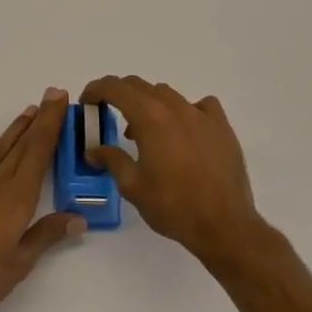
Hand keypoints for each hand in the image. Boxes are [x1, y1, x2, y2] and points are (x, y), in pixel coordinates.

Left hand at [0, 89, 85, 311]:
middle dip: (40, 119)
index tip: (61, 101)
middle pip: (23, 144)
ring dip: (16, 127)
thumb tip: (79, 218)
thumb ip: (47, 235)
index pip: (40, 153)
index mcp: (18, 198)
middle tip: (53, 95)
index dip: (52, 125)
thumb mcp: (20, 263)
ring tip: (30, 110)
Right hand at [79, 76, 268, 266]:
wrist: (224, 225)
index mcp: (149, 117)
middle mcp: (174, 107)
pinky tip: (185, 130)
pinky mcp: (222, 127)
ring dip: (149, 104)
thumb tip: (93, 149)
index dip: (96, 89)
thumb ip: (111, 160)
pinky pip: (201, 105)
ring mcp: (201, 114)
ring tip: (145, 131)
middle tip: (109, 115)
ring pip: (167, 94)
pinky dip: (186, 110)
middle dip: (119, 95)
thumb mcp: (133, 186)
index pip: (115, 87)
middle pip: (140, 86)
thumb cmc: (173, 206)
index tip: (87, 103)